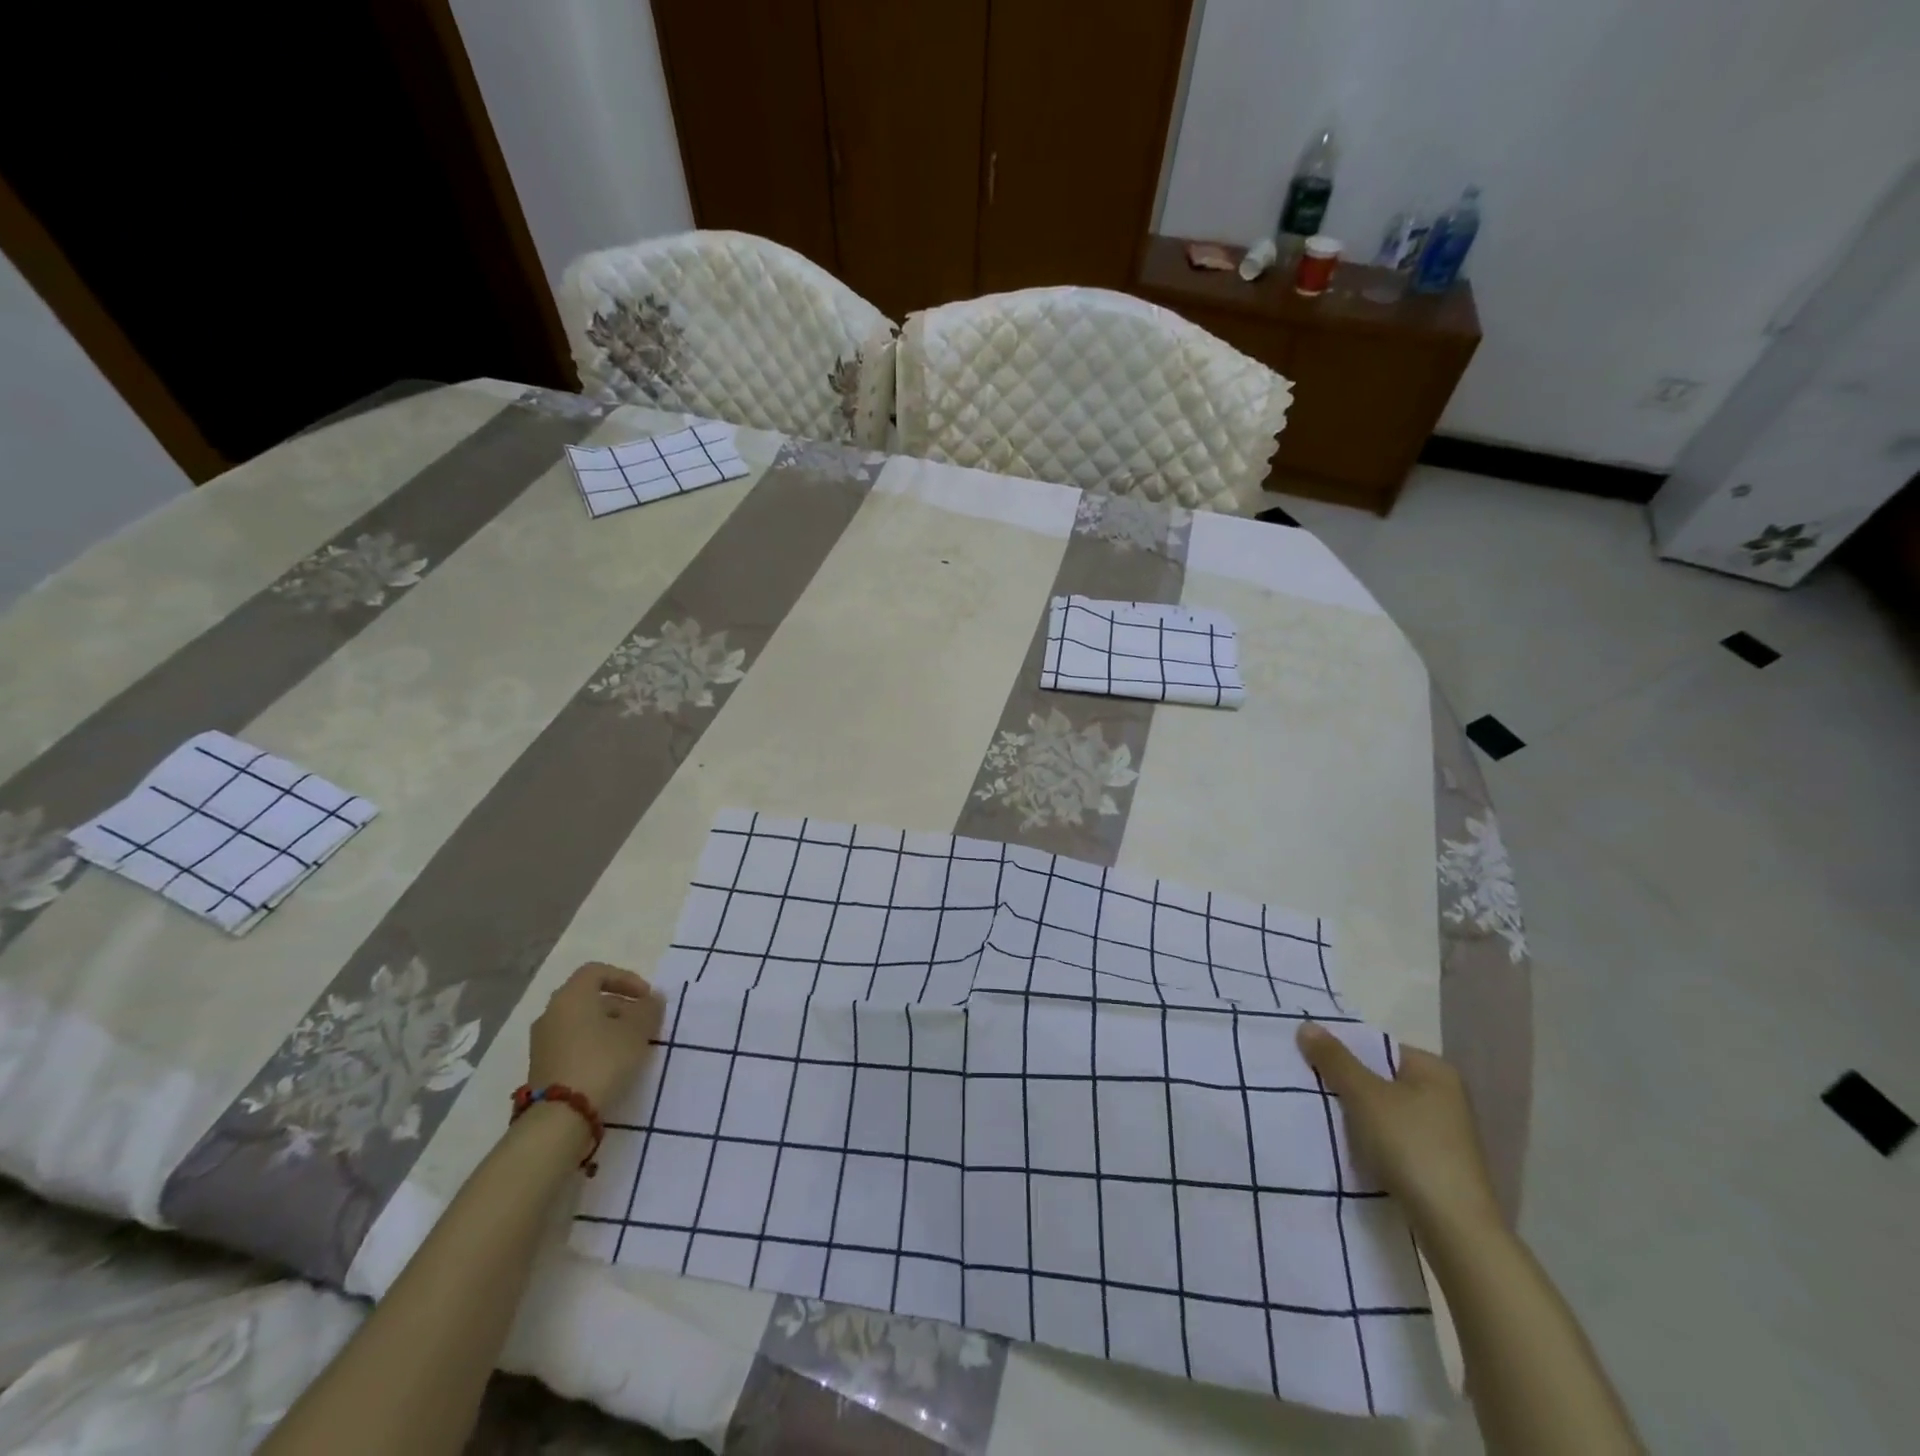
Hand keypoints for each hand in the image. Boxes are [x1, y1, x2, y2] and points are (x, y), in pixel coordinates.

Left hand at [528, 962, 664, 1109]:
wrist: (560, 1116)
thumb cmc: (602, 1060)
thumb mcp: (637, 1031)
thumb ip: (649, 1009)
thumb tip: (653, 998)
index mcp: (571, 996)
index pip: (597, 971)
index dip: (625, 978)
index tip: (646, 997)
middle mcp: (552, 1012)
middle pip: (589, 997)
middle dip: (620, 1006)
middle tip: (643, 1022)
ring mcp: (543, 1041)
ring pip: (581, 1022)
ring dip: (608, 1027)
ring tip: (631, 1045)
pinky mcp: (541, 1066)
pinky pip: (572, 1043)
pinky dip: (593, 1045)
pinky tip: (611, 1064)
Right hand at [1296, 1022, 1501, 1236]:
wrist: (1454, 1228)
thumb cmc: (1411, 1147)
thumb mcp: (1365, 1096)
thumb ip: (1335, 1059)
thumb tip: (1306, 1025)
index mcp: (1435, 1070)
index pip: (1378, 1047)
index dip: (1343, 1052)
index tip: (1311, 1062)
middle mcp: (1444, 1096)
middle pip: (1380, 1078)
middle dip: (1346, 1083)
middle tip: (1310, 1087)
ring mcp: (1444, 1132)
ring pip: (1384, 1110)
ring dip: (1356, 1114)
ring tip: (1323, 1116)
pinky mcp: (1437, 1163)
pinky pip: (1393, 1137)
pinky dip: (1370, 1138)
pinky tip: (1349, 1147)